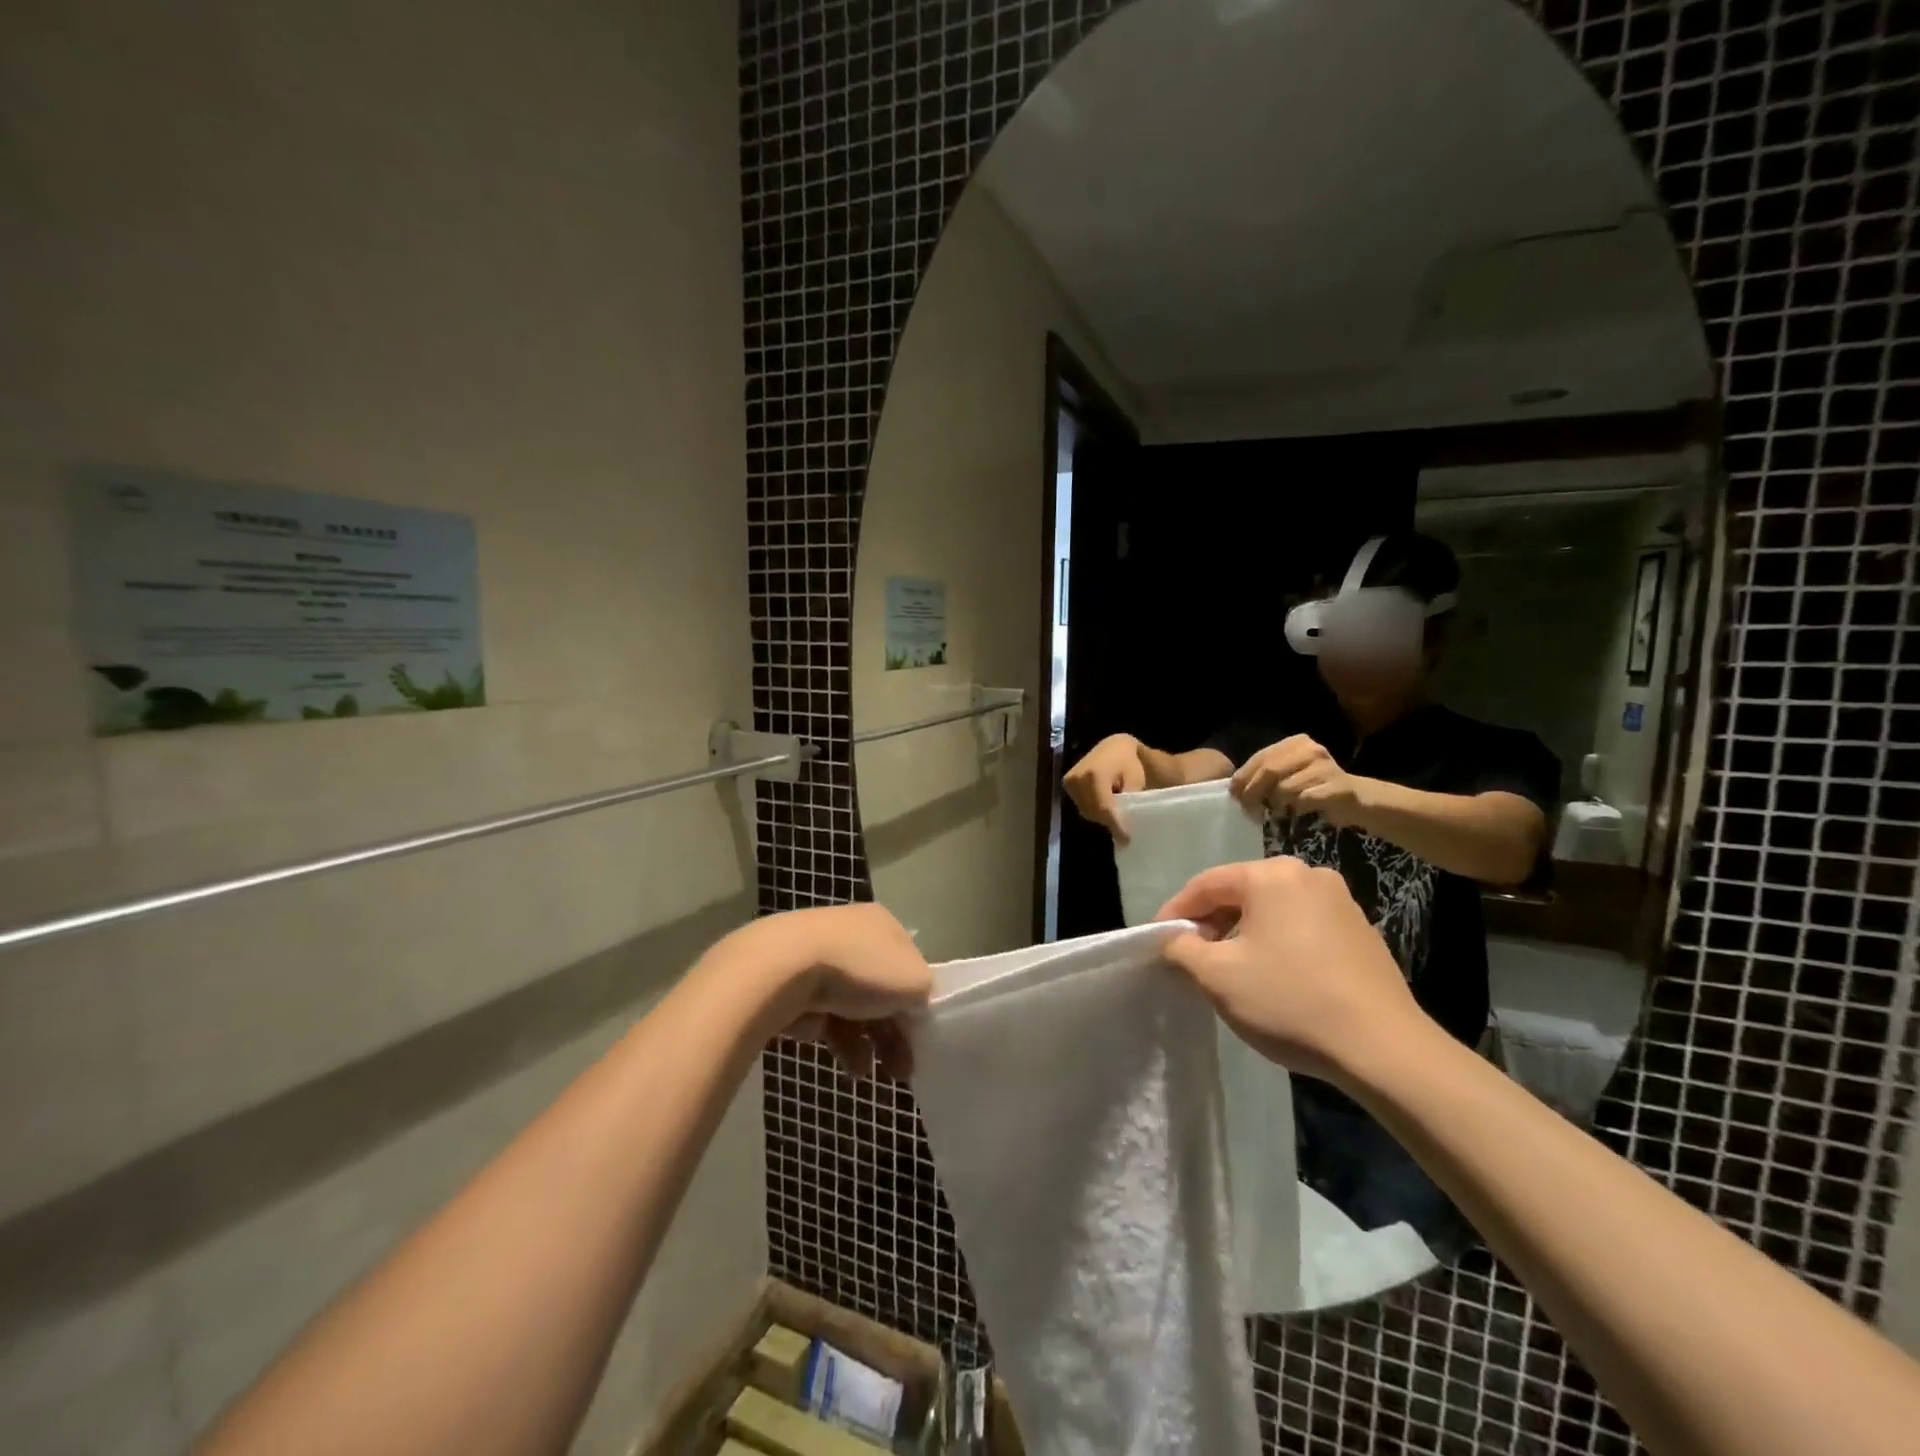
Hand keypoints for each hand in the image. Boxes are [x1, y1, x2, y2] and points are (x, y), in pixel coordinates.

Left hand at [703, 903, 931, 1078]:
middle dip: (892, 1032)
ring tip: (864, 1073)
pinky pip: (821, 1014)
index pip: (909, 965)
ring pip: (851, 1006)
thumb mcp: (913, 982)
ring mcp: (818, 957)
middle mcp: (852, 933)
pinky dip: (834, 1037)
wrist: (781, 970)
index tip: (921, 1040)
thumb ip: (925, 996)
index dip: (918, 1003)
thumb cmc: (859, 969)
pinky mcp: (791, 983)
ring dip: (865, 1042)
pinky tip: (839, 1057)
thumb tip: (915, 1008)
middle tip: (901, 1071)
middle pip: (881, 989)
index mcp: (883, 924)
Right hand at [1063, 734, 1147, 840]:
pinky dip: (1094, 809)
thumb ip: (1128, 801)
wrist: (1114, 746)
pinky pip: (1081, 805)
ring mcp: (1069, 781)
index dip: (1115, 824)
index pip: (1103, 806)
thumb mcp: (1135, 780)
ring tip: (1116, 814)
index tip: (1127, 838)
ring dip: (1101, 815)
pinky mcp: (1067, 784)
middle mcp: (1077, 777)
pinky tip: (1105, 805)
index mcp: (1094, 774)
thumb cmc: (1129, 762)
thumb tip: (1122, 824)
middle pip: (1093, 810)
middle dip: (1109, 821)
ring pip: (1086, 810)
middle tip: (1124, 829)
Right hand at [1154, 856, 1428, 1082]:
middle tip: (1192, 956)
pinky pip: (1303, 926)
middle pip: (1241, 892)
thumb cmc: (1289, 1001)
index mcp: (1271, 875)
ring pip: (1273, 909)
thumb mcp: (1218, 976)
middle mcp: (1308, 875)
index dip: (1176, 911)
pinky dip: (1279, 942)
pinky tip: (1275, 976)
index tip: (1158, 940)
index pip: (1206, 884)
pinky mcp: (1362, 932)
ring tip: (1230, 968)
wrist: (1384, 1049)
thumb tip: (1175, 939)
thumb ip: (1182, 949)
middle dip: (1212, 922)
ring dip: (1245, 932)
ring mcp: (1341, 902)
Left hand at [1230, 734, 1367, 825]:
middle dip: (1253, 792)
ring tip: (1282, 809)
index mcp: (1296, 742)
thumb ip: (1264, 774)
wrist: (1357, 800)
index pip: (1261, 757)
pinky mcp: (1336, 788)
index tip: (1234, 794)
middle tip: (1248, 810)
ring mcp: (1326, 767)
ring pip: (1284, 788)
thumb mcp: (1288, 774)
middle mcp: (1311, 750)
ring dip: (1277, 804)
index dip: (1244, 777)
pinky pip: (1303, 800)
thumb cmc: (1314, 788)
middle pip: (1269, 771)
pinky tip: (1301, 810)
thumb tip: (1235, 788)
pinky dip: (1296, 809)